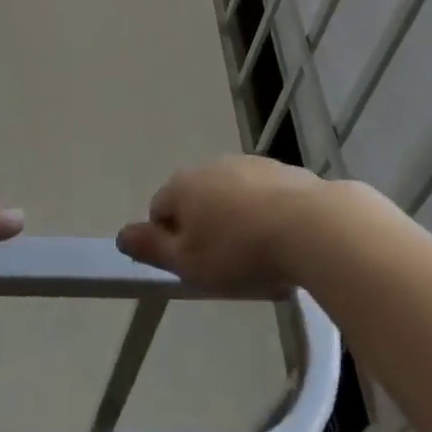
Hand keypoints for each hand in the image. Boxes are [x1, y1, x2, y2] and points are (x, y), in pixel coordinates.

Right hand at [116, 155, 326, 294]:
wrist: (310, 226)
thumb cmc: (239, 250)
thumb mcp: (188, 263)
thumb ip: (152, 248)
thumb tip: (120, 235)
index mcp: (183, 184)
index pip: (159, 210)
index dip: (170, 241)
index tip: (192, 267)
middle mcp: (211, 165)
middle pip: (196, 199)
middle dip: (204, 228)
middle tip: (224, 265)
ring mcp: (248, 164)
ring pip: (230, 195)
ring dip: (235, 220)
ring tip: (257, 257)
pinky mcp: (282, 170)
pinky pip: (262, 195)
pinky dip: (265, 214)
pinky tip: (282, 241)